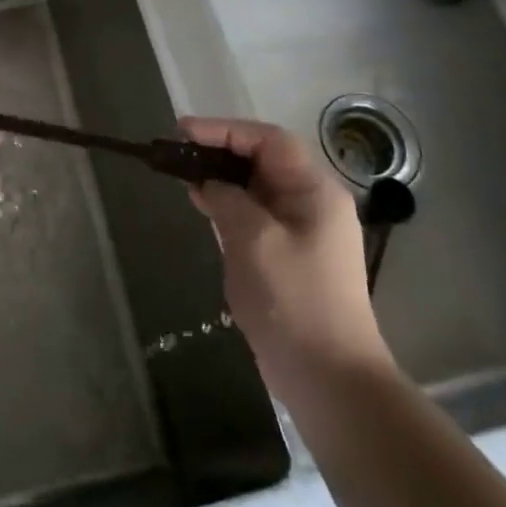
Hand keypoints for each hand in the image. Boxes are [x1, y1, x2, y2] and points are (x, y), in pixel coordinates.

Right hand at [180, 117, 389, 381]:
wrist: (328, 376)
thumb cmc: (294, 299)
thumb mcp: (254, 239)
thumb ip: (227, 199)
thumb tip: (208, 183)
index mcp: (314, 191)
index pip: (268, 140)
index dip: (224, 130)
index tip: (182, 131)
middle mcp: (311, 202)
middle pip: (262, 160)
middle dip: (220, 151)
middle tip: (177, 153)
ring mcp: (301, 230)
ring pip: (255, 188)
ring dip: (221, 178)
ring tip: (182, 176)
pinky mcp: (287, 254)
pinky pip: (254, 214)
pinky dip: (227, 205)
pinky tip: (202, 207)